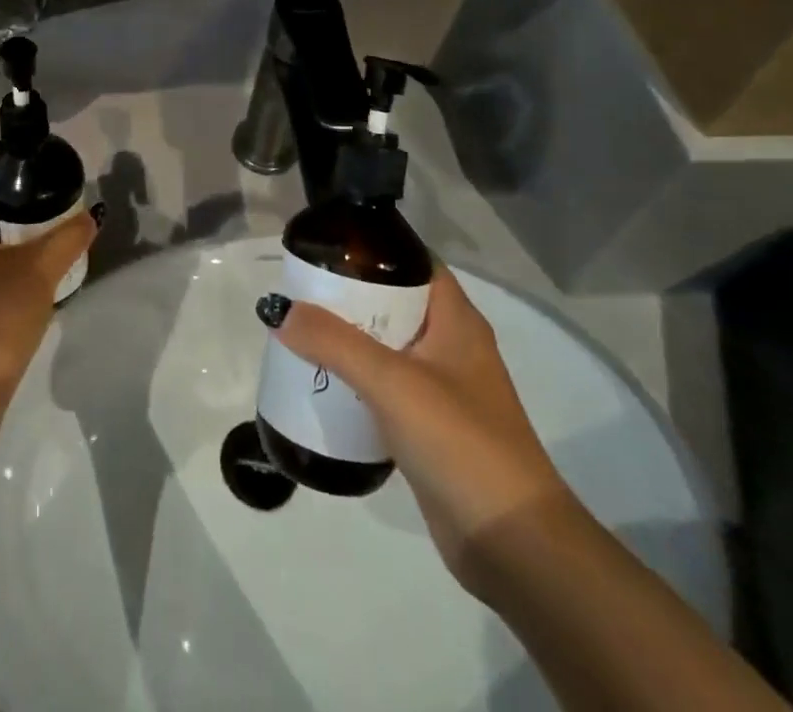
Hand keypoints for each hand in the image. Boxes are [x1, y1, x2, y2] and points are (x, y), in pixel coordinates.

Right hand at [261, 269, 579, 590]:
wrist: (515, 547)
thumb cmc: (461, 443)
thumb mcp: (392, 382)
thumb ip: (334, 342)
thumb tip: (277, 309)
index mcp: (456, 321)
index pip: (414, 263)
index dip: (374, 248)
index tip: (327, 245)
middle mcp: (451, 347)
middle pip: (393, 304)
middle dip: (348, 296)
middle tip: (299, 290)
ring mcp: (443, 391)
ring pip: (386, 348)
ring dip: (347, 340)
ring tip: (299, 331)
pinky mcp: (430, 431)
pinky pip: (384, 391)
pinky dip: (354, 382)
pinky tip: (321, 385)